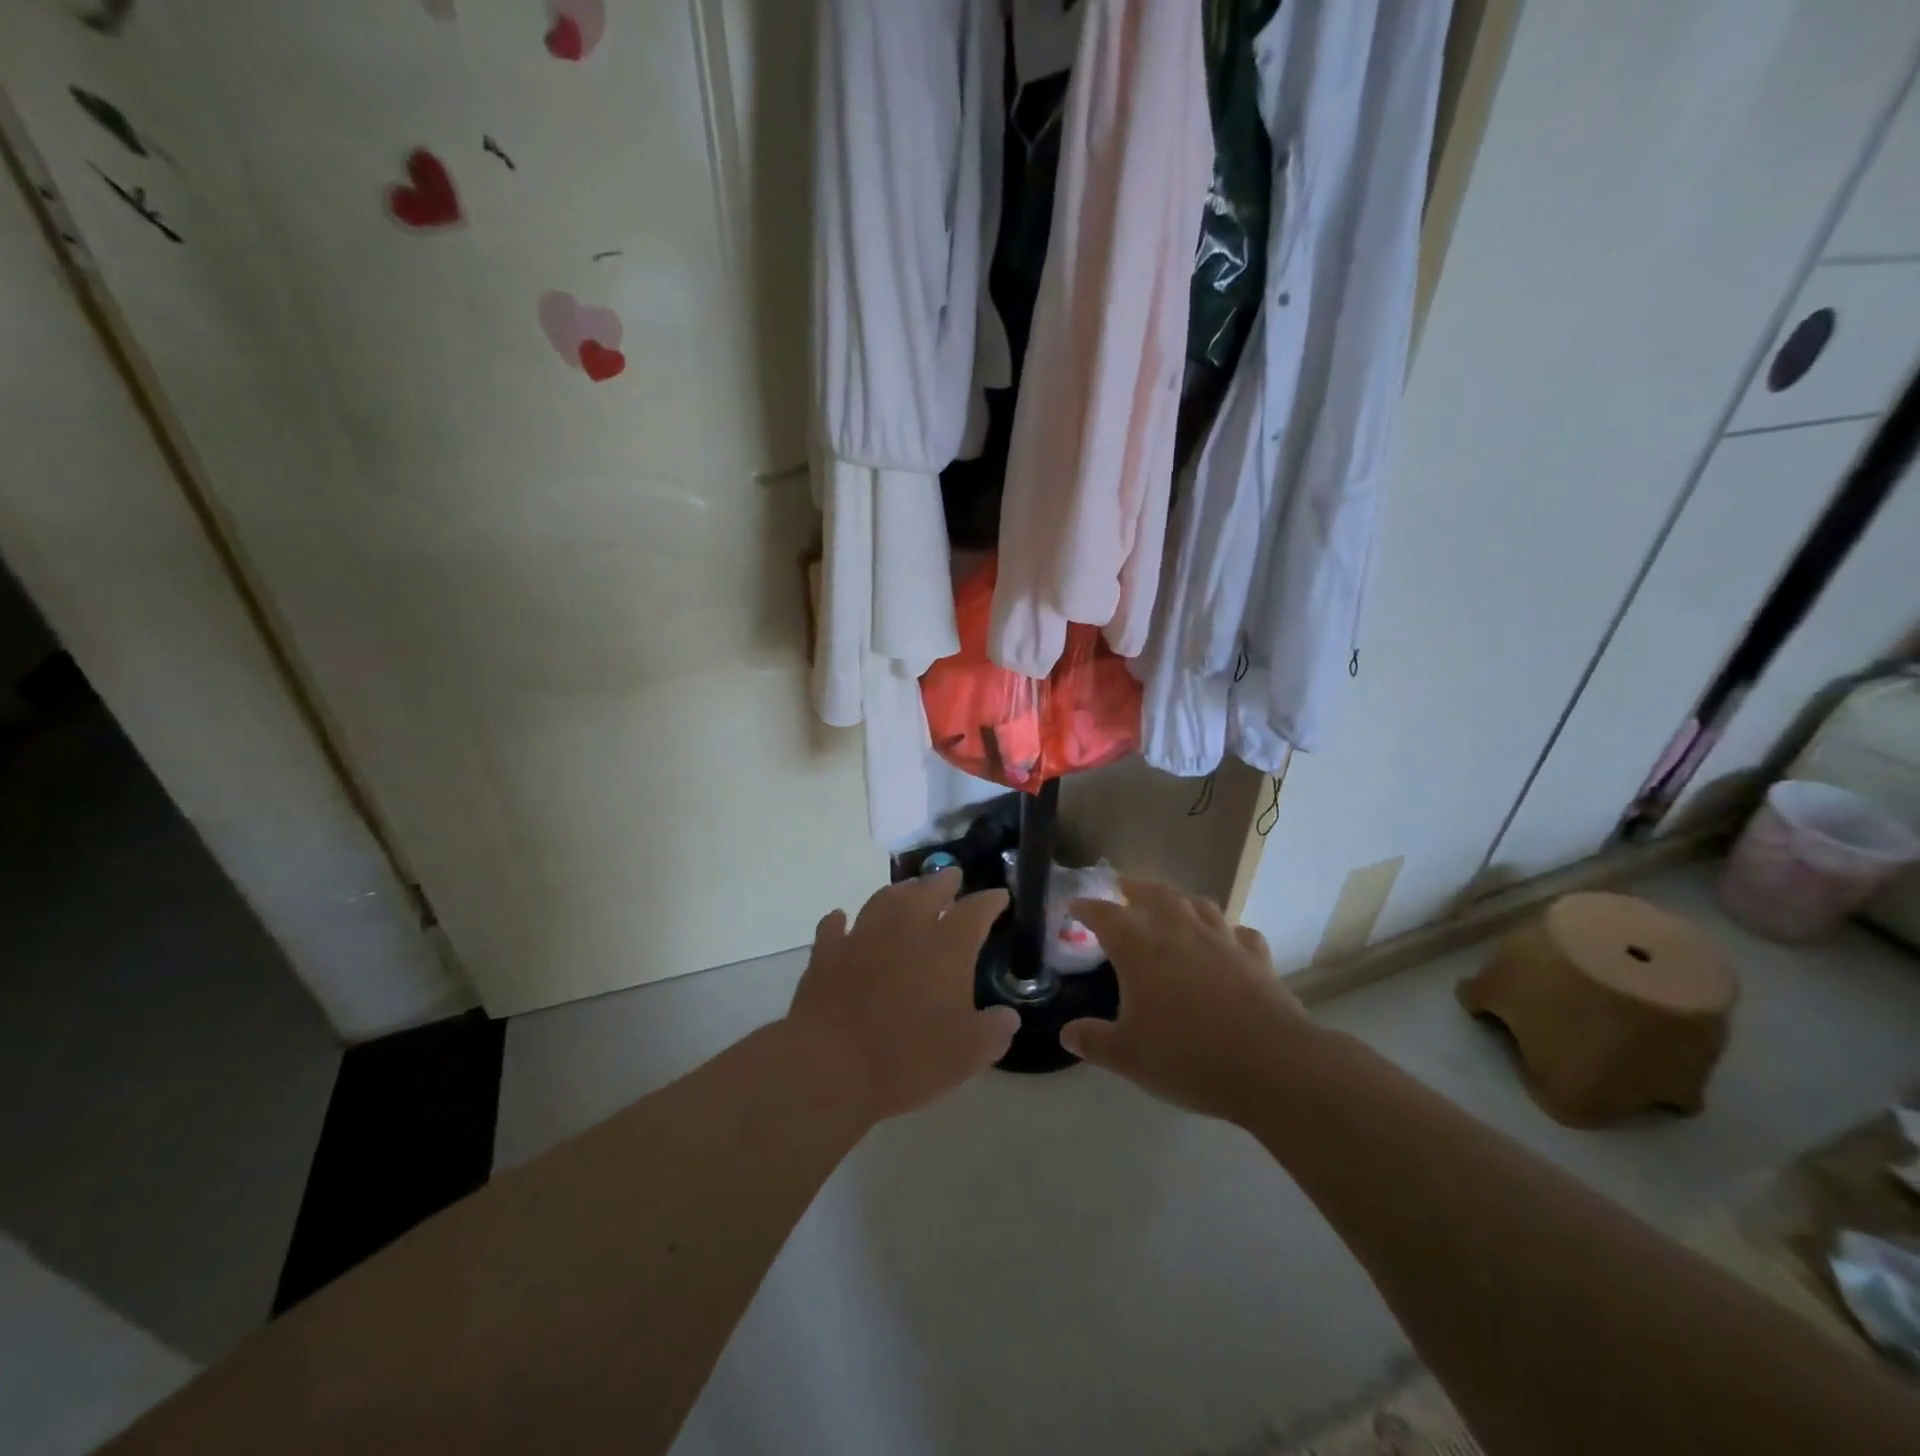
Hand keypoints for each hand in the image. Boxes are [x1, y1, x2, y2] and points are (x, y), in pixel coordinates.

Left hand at [785, 869, 1017, 1122]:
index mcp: (946, 948)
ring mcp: (862, 936)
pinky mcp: (827, 953)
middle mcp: (906, 929)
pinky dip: (841, 921)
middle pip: (928, 892)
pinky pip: (835, 927)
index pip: (975, 911)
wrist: (830, 1065)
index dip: (990, 901)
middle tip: (952, 876)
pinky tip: (842, 919)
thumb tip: (1008, 1017)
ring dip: (899, 892)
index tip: (1000, 896)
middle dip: (944, 882)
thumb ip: (993, 1031)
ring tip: (908, 891)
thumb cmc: (908, 1059)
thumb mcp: (968, 1055)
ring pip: (884, 900)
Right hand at [1062, 878, 1310, 1121]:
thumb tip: (1067, 1034)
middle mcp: (1180, 933)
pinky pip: (1240, 933)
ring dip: (1180, 899)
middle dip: (1135, 887)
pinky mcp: (1256, 957)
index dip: (1087, 908)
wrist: (1270, 1064)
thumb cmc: (1188, 1057)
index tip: (1074, 906)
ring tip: (1171, 903)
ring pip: (1198, 904)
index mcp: (1141, 950)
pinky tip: (1227, 940)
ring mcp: (1222, 941)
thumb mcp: (1129, 1057)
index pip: (1106, 916)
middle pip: (1154, 894)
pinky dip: (1228, 932)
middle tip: (1122, 885)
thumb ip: (1094, 1041)